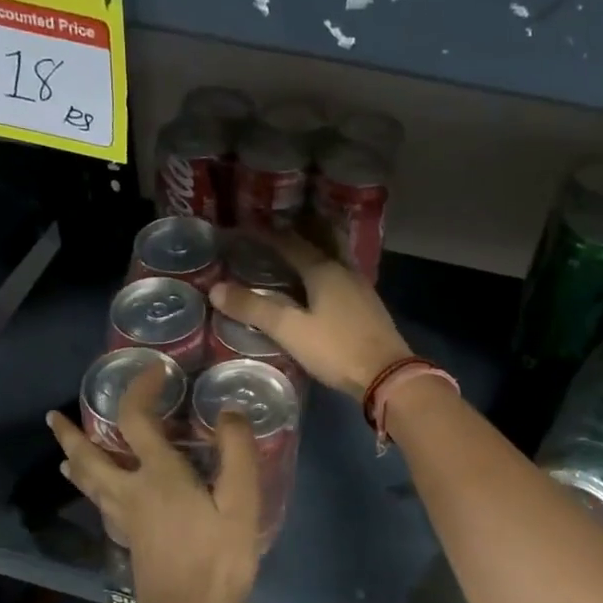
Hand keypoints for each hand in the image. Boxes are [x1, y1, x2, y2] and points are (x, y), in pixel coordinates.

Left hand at [46, 363, 258, 602]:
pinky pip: (99, 501)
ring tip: (65, 449)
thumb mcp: (241, 504)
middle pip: (89, 457)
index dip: (139, 389)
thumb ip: (238, 454)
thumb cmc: (216, 560)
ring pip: (88, 483)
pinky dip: (91, 486)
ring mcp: (124, 518)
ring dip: (75, 460)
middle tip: (53, 417)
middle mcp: (131, 491)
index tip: (153, 371)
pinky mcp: (128, 539)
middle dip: (71, 434)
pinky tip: (99, 492)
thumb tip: (227, 412)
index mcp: (158, 475)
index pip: (135, 419)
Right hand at [210, 231, 410, 395]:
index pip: (290, 243)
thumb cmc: (336, 349)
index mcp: (323, 270)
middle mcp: (344, 270)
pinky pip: (341, 275)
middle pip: (320, 240)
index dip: (266, 235)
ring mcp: (360, 287)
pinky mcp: (368, 305)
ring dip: (314, 250)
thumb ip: (254, 309)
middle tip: (276, 231)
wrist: (387, 374)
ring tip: (294, 255)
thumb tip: (216, 289)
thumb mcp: (290, 330)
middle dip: (298, 232)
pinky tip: (318, 286)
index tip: (245, 228)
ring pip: (334, 257)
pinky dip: (325, 270)